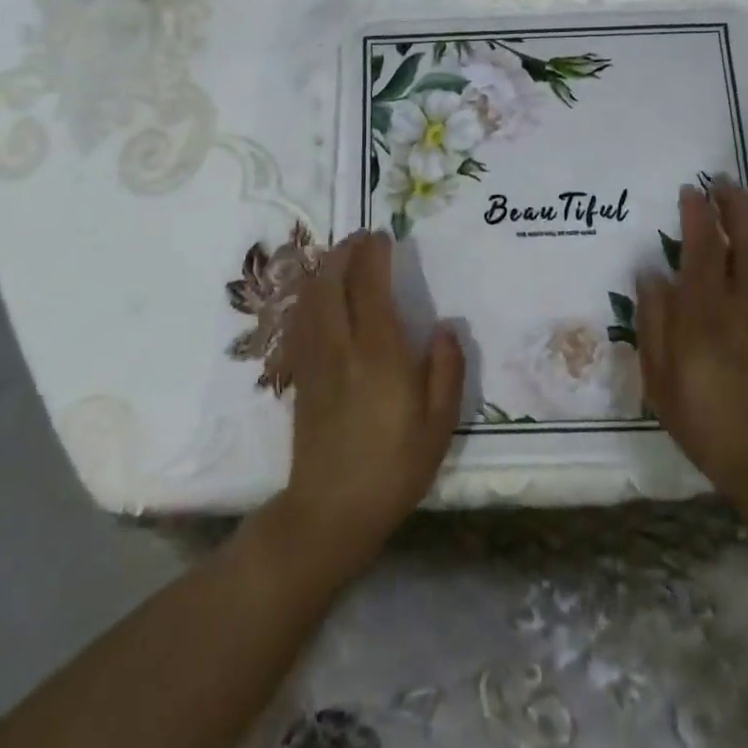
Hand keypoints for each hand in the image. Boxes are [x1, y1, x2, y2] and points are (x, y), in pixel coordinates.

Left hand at [275, 231, 464, 578]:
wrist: (331, 511)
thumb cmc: (394, 467)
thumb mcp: (439, 424)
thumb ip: (446, 369)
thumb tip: (444, 327)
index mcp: (378, 352)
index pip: (369, 284)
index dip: (373, 253)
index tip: (384, 236)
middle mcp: (340, 345)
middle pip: (332, 280)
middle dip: (345, 251)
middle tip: (363, 239)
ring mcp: (314, 358)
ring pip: (312, 296)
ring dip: (326, 268)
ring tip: (344, 258)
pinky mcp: (300, 373)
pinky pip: (301, 319)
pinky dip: (312, 294)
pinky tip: (322, 295)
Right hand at [637, 183, 747, 510]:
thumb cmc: (704, 420)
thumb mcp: (658, 377)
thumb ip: (652, 320)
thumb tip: (651, 272)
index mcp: (707, 313)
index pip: (705, 247)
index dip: (698, 213)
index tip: (690, 190)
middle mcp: (746, 303)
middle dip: (736, 203)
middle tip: (720, 182)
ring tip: (744, 203)